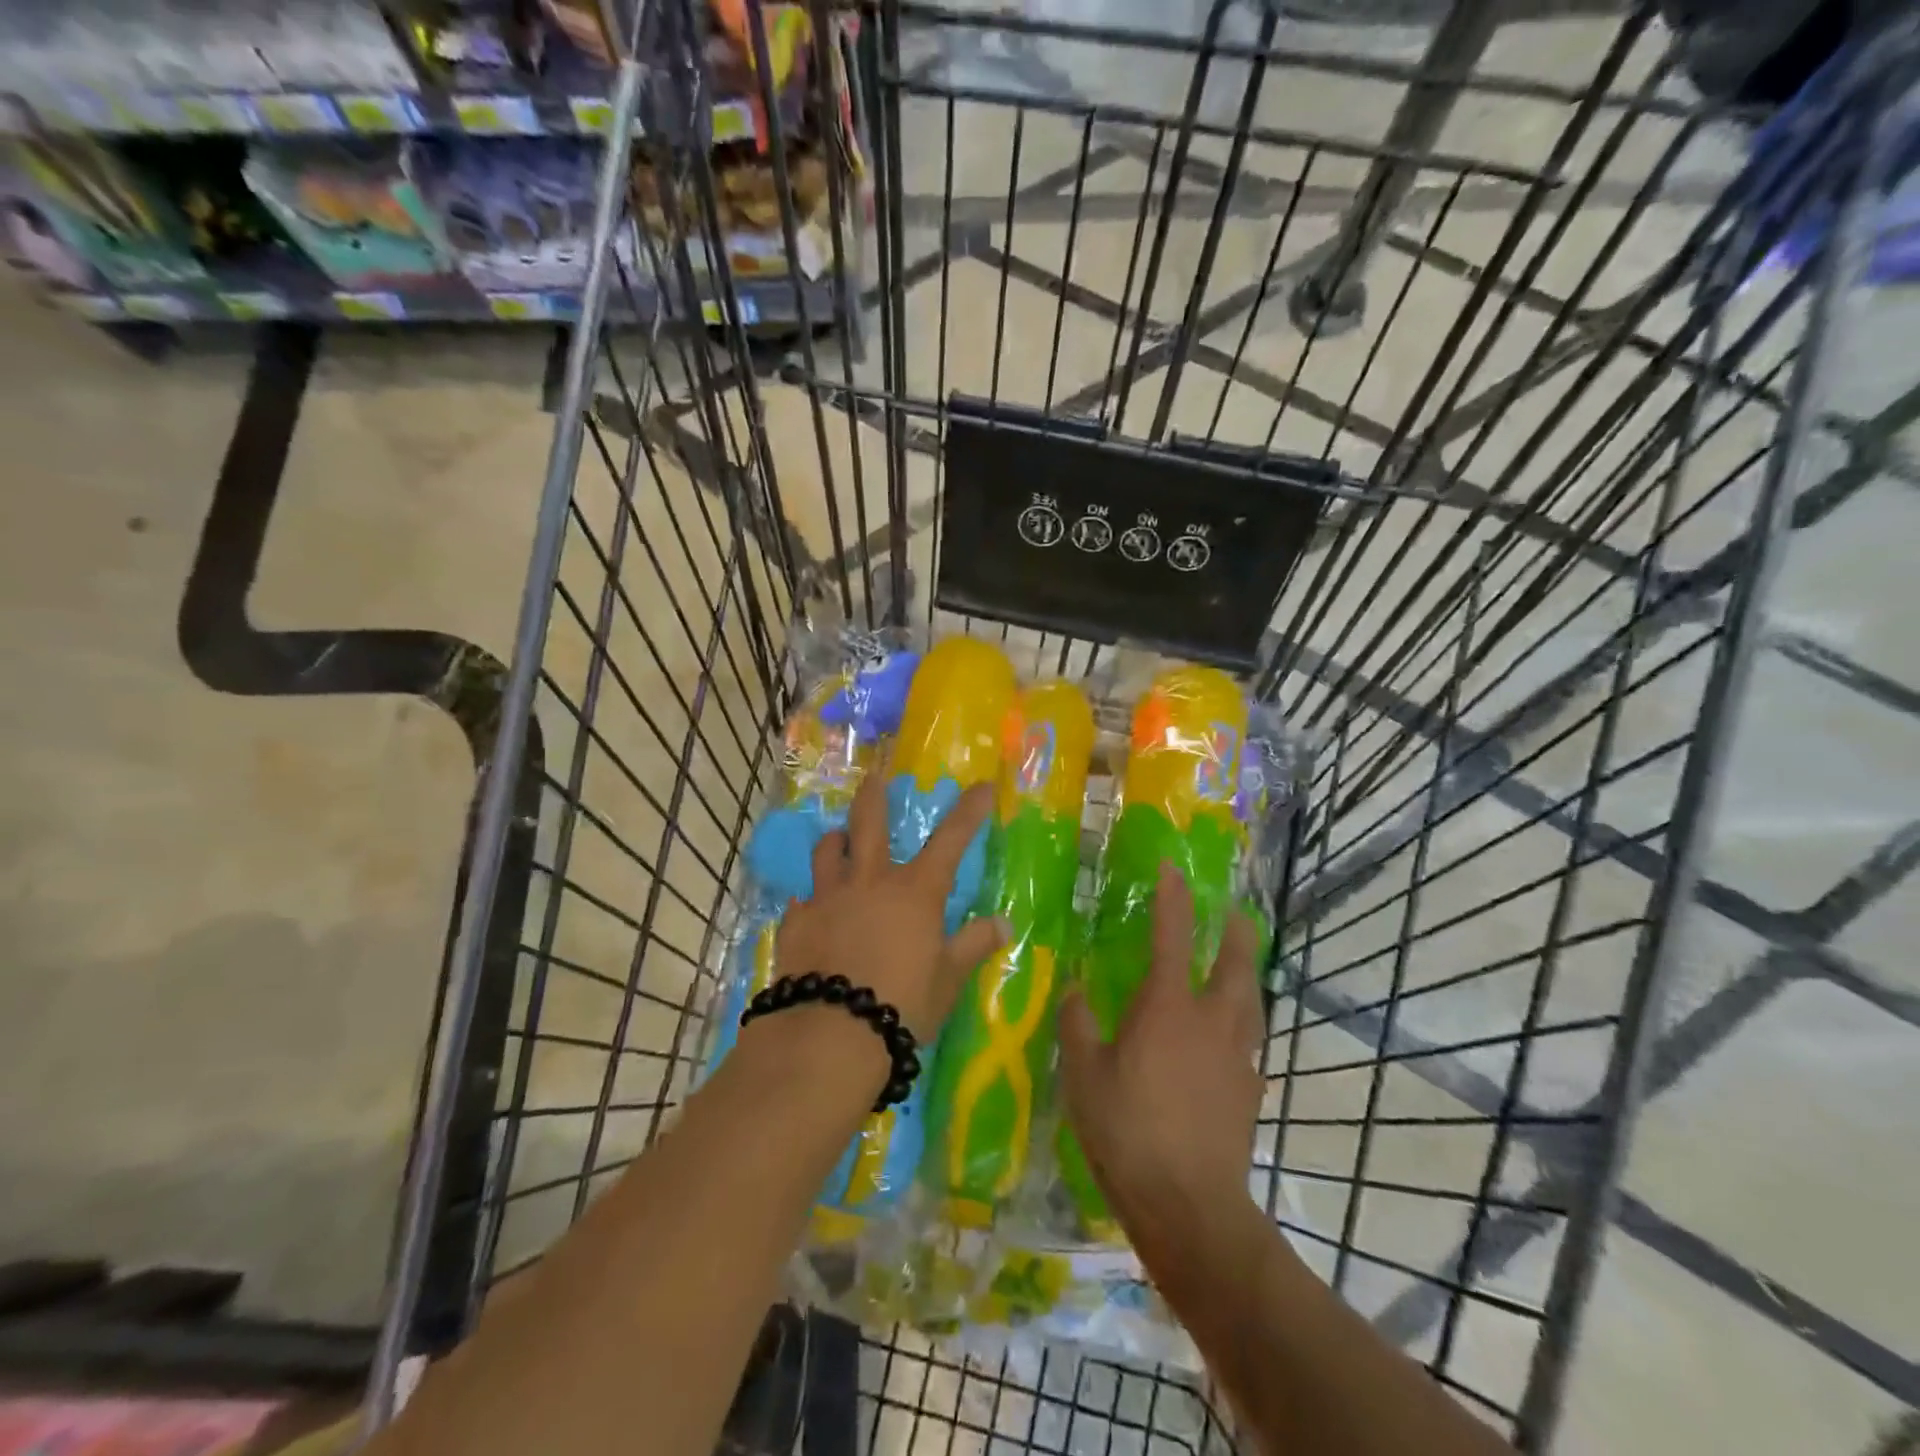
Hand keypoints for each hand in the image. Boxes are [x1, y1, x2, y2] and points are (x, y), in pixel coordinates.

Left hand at [774, 754, 1008, 1039]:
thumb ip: (974, 945)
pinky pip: (801, 899)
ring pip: (827, 851)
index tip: (981, 785)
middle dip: (874, 795)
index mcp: (915, 892)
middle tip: (875, 776)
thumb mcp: (948, 979)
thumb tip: (1003, 924)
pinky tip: (808, 908)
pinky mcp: (797, 922)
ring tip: (837, 839)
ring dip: (835, 840)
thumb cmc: (902, 1004)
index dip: (968, 811)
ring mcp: (828, 898)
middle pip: (869, 823)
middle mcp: (870, 882)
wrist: (831, 1033)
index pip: (951, 840)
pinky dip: (808, 899)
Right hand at [1059, 864, 1263, 1261]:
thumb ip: (1077, 1024)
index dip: (1173, 897)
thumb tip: (1074, 990)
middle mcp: (1211, 1020)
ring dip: (1248, 972)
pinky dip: (1243, 1022)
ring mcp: (1238, 1055)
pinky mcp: (1250, 1089)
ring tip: (1240, 963)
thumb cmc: (1127, 1131)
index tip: (1172, 868)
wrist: (1190, 1204)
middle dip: (1237, 930)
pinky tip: (1230, 1037)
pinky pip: (1250, 1040)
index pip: (1173, 936)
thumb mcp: (1083, 1074)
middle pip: (1238, 962)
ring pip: (1252, 999)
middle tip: (1232, 912)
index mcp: (1168, 1007)